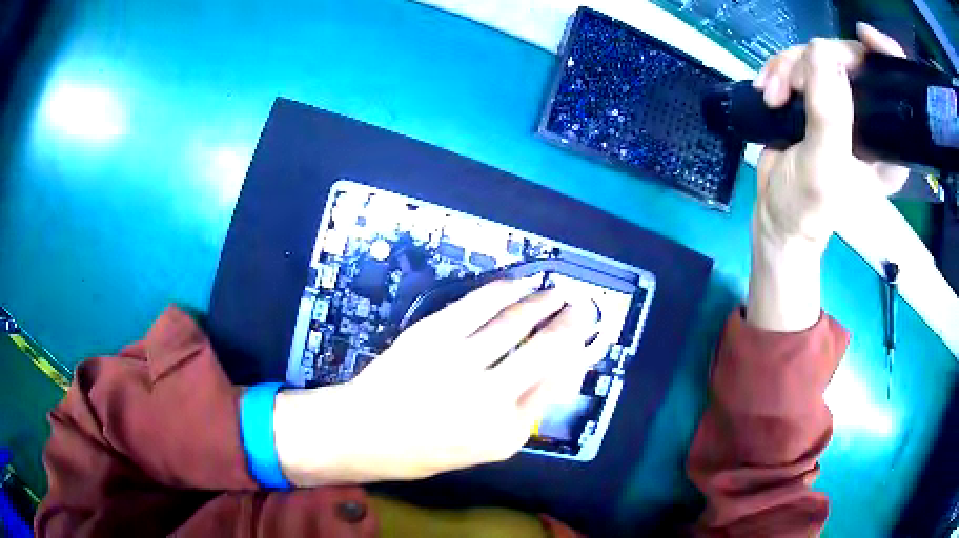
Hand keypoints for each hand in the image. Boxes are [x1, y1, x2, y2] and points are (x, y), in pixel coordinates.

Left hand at [273, 278, 608, 484]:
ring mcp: (459, 363)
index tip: (593, 337)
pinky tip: (519, 283)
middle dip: (570, 324)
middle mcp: (490, 398)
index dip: (581, 355)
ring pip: (515, 322)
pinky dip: (504, 289)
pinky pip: (478, 304)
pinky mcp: (432, 336)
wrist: (363, 434)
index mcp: (505, 434)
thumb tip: (556, 375)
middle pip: (546, 350)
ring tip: (556, 292)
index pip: (558, 385)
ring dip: (541, 302)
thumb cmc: (422, 450)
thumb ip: (521, 415)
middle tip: (583, 307)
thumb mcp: (482, 449)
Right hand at [752, 22, 908, 246]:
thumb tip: (823, 53)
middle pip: (851, 58)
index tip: (863, 35)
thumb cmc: (807, 207)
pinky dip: (779, 71)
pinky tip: (768, 92)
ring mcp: (841, 105)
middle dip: (815, 61)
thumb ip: (829, 115)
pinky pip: (799, 63)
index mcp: (887, 142)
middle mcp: (869, 118)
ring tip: (773, 97)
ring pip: (819, 55)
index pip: (896, 87)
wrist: (778, 214)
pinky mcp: (816, 99)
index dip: (884, 55)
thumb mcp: (823, 166)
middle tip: (791, 85)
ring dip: (788, 69)